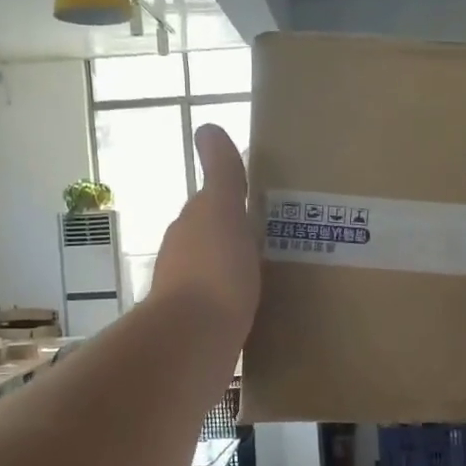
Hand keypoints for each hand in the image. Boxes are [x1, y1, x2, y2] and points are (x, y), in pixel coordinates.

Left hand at [150, 125, 260, 345]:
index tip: (269, 206)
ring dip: (240, 271)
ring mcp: (188, 295)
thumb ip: (221, 174)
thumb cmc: (214, 269)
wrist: (195, 338)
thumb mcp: (223, 211)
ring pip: (219, 273)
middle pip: (215, 240)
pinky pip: (225, 306)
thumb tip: (207, 127)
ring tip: (278, 275)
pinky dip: (240, 301)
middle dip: (241, 238)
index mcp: (191, 227)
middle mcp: (183, 258)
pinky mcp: (200, 328)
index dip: (237, 203)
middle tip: (282, 240)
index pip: (213, 206)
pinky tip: (261, 309)